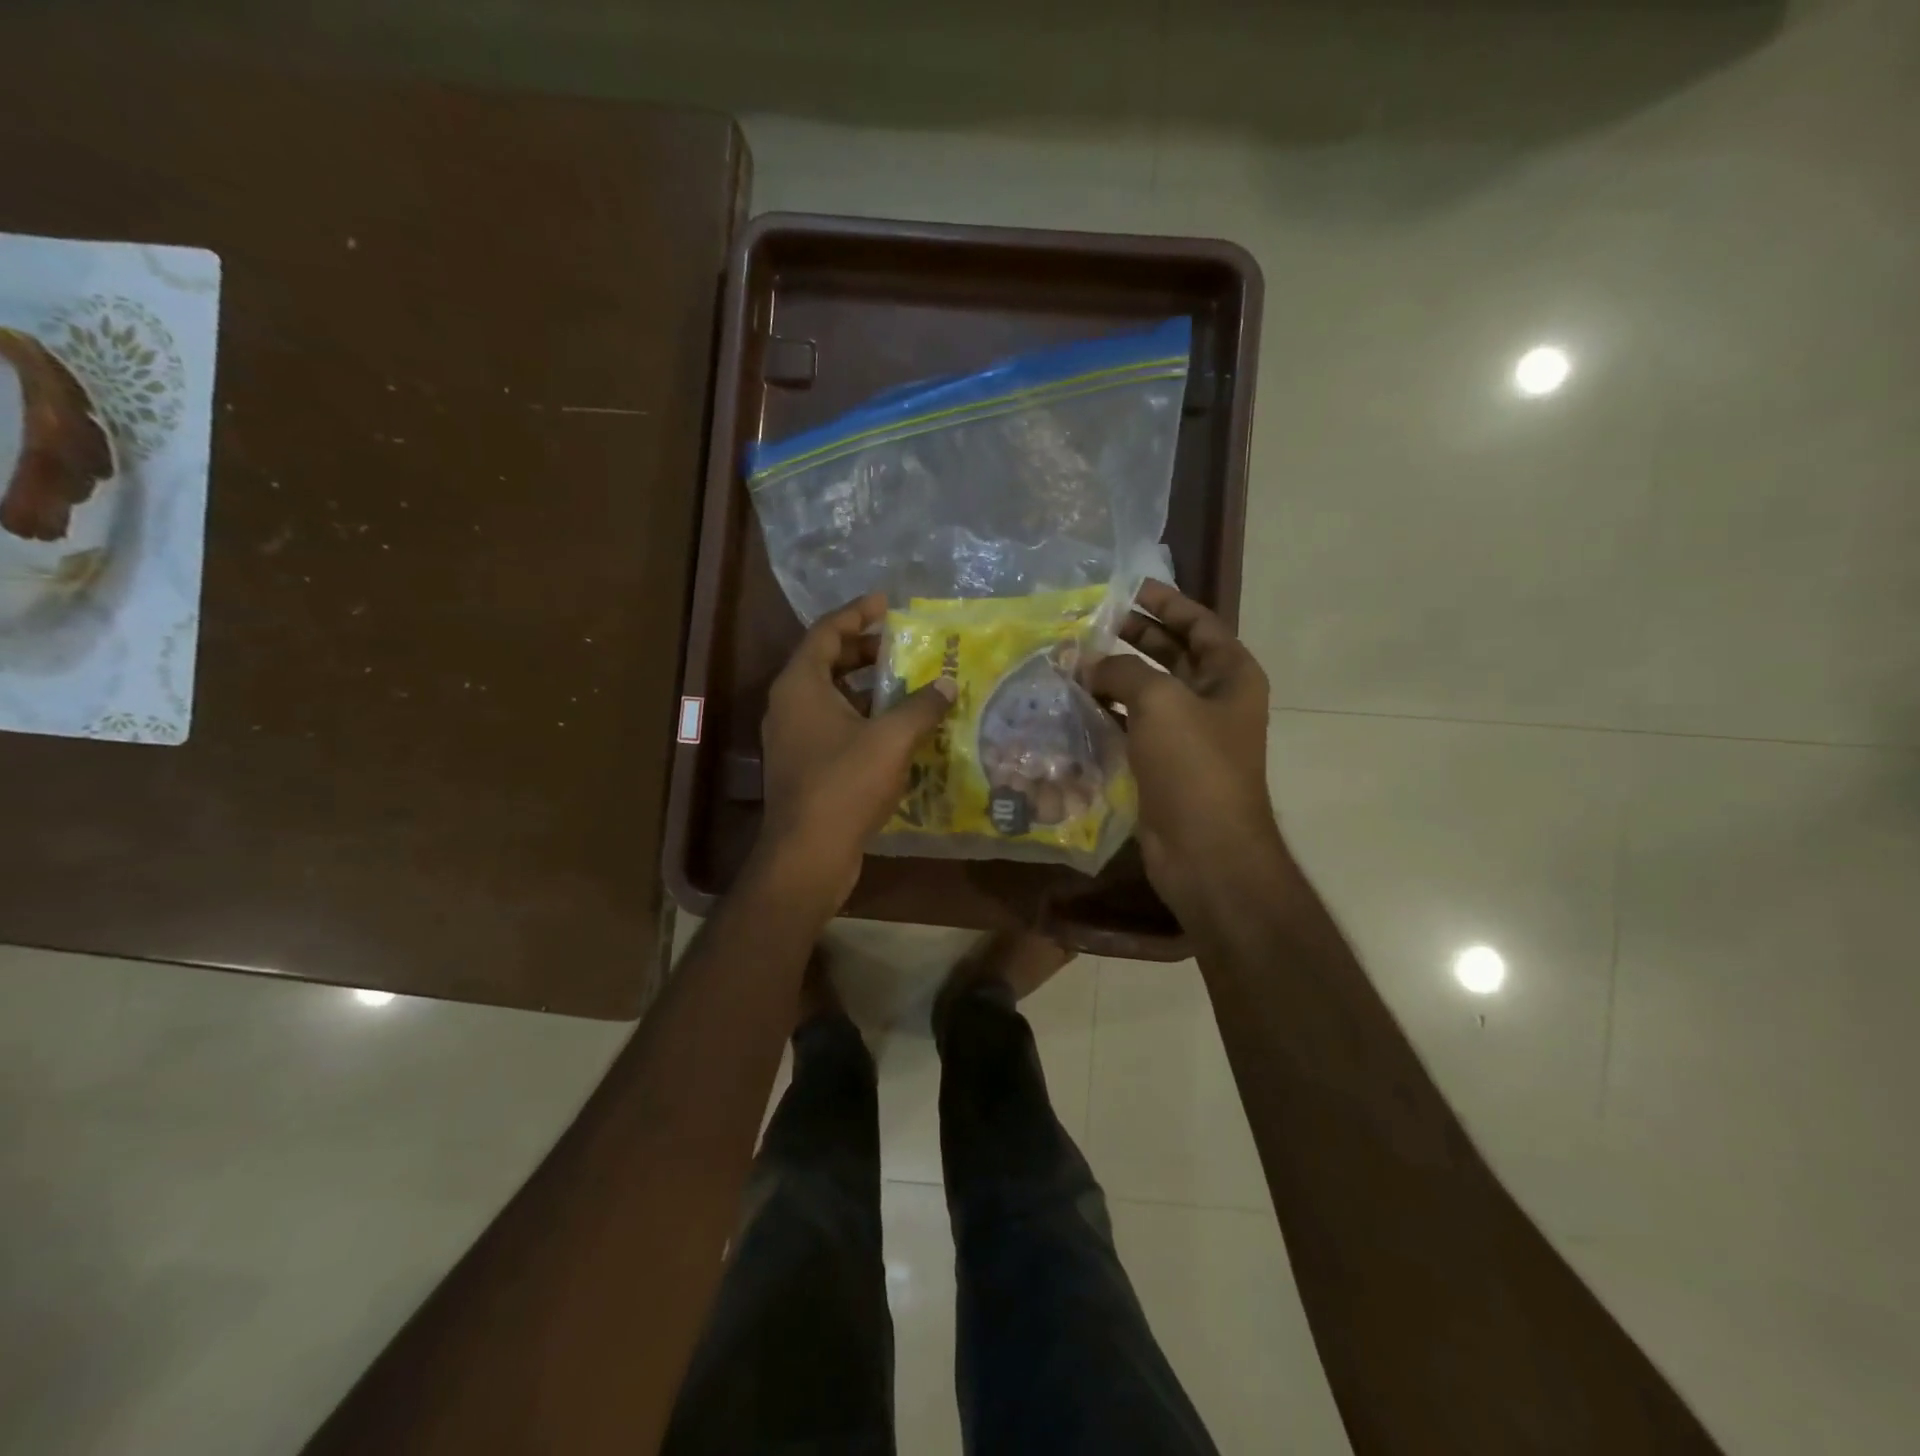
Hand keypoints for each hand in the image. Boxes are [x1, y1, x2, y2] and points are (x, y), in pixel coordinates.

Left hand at [759, 592, 957, 905]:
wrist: (808, 854)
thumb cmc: (844, 785)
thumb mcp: (891, 739)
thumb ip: (921, 706)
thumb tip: (946, 685)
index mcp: (800, 685)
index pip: (826, 632)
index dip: (857, 613)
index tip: (887, 603)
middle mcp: (789, 704)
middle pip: (827, 662)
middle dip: (865, 652)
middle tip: (903, 647)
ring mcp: (793, 737)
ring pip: (831, 697)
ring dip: (867, 689)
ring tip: (908, 685)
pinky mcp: (804, 765)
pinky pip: (834, 726)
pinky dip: (863, 718)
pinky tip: (897, 730)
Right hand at [1088, 581, 1280, 917]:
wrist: (1205, 850)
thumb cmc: (1194, 766)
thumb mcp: (1160, 702)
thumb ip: (1122, 670)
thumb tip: (1087, 662)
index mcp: (1230, 676)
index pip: (1199, 624)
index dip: (1166, 602)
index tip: (1128, 588)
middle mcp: (1213, 700)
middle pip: (1172, 654)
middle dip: (1134, 636)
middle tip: (1090, 622)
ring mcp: (1187, 735)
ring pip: (1147, 692)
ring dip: (1113, 676)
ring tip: (1071, 660)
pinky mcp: (1162, 764)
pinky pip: (1132, 726)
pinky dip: (1106, 713)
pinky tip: (1074, 704)